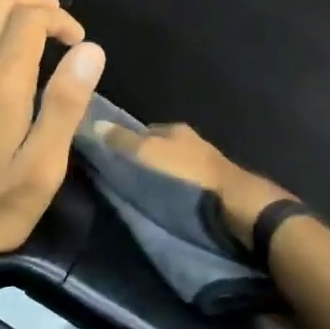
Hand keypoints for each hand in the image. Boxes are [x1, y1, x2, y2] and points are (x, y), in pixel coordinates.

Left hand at [0, 0, 104, 271]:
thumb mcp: (44, 165)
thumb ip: (66, 104)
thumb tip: (90, 51)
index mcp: (4, 85)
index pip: (32, 20)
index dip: (61, 21)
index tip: (80, 46)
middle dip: (34, 2)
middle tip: (60, 25)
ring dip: (0, 8)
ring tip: (26, 27)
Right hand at [93, 121, 290, 245]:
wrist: (235, 205)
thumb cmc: (187, 176)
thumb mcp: (148, 154)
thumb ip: (121, 141)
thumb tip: (94, 123)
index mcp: (176, 130)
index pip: (144, 130)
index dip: (125, 141)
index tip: (109, 155)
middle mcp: (193, 143)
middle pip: (160, 149)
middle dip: (144, 159)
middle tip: (123, 177)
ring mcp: (207, 167)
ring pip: (174, 167)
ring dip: (161, 177)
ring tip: (141, 194)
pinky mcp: (216, 189)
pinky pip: (186, 186)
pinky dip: (175, 192)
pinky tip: (166, 204)